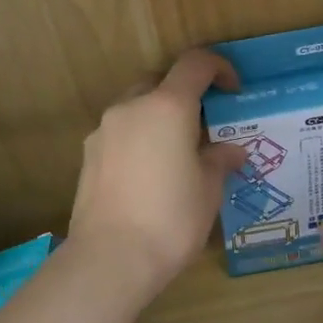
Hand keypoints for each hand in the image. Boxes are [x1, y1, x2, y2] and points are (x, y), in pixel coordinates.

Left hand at [69, 50, 247, 293]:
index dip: (219, 68)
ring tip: (176, 154)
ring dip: (159, 118)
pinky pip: (120, 133)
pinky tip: (149, 174)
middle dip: (185, 96)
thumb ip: (219, 160)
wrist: (110, 258)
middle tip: (204, 127)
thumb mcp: (208, 190)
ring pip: (137, 107)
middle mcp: (132, 107)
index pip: (195, 64)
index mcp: (167, 106)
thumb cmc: (171, 219)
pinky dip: (139, 139)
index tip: (233, 91)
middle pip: (161, 82)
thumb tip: (231, 150)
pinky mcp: (88, 155)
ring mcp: (104, 130)